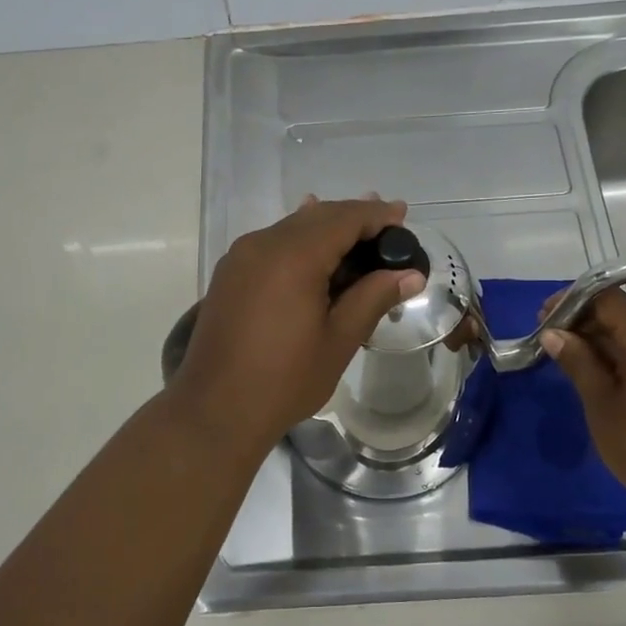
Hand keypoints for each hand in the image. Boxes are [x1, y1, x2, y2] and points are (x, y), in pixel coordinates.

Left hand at [168, 197, 425, 448]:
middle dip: (353, 218)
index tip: (402, 216)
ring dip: (326, 229)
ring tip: (358, 237)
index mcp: (293, 256)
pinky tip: (314, 253)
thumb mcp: (338, 341)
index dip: (376, 216)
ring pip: (292, 228)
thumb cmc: (284, 380)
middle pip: (317, 216)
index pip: (343, 218)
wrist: (215, 409)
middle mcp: (263, 244)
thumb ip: (373, 298)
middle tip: (387, 227)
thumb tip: (411, 275)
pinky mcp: (229, 274)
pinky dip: (300, 243)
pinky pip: (272, 244)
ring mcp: (241, 257)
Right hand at [540, 287, 625, 521]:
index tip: (543, 319)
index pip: (609, 299)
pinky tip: (605, 376)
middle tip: (551, 343)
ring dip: (606, 342)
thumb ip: (578, 362)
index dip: (572, 302)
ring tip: (572, 362)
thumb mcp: (602, 406)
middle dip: (586, 324)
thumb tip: (553, 333)